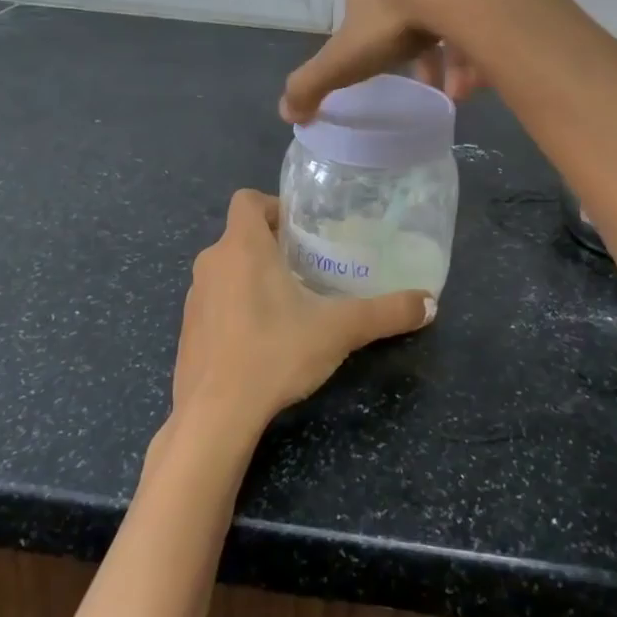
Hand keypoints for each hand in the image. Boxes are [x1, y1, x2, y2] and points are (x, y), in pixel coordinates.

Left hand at [171, 191, 434, 442]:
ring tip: (290, 304)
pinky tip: (262, 339)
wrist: (213, 416)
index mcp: (241, 246)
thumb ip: (386, 313)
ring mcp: (194, 298)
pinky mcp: (187, 331)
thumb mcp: (339, 330)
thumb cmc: (274, 353)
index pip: (247, 199)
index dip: (274, 206)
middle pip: (241, 235)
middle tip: (309, 268)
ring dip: (254, 276)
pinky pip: (216, 302)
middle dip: (273, 246)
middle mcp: (212, 262)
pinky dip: (236, 307)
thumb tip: (430, 304)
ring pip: (227, 269)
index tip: (303, 231)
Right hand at [280, 0, 538, 122]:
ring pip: (451, 10)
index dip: (374, 46)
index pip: (365, 12)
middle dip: (420, 54)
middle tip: (432, 86)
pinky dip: (484, 37)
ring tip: (463, 91)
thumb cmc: (394, 19)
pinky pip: (484, 4)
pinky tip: (488, 70)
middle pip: (411, 12)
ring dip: (455, 53)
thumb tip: (287, 114)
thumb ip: (313, 84)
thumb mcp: (345, 59)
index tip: (390, 74)